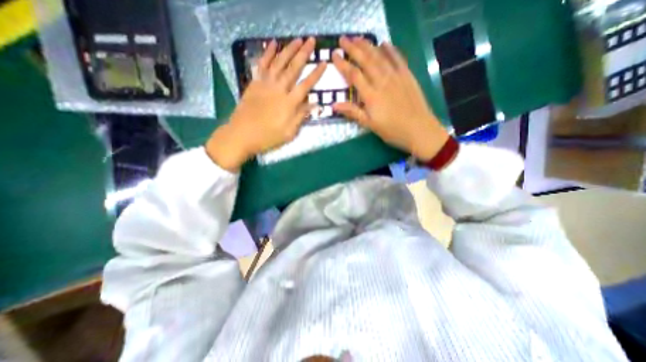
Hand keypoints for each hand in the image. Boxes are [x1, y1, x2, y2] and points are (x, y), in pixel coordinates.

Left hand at [207, 36, 328, 169]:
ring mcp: (265, 84)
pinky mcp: (254, 83)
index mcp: (289, 103)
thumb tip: (315, 105)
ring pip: (278, 62)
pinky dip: (267, 53)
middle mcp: (279, 89)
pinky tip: (273, 44)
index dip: (315, 74)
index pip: (306, 85)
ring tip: (297, 39)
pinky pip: (262, 65)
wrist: (242, 134)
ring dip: (288, 50)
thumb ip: (301, 116)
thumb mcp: (289, 132)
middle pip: (293, 68)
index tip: (323, 63)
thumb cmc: (268, 137)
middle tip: (311, 41)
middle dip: (303, 54)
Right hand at [333, 37, 449, 160]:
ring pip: (380, 56)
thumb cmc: (392, 130)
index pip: (354, 75)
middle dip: (353, 48)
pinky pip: (398, 58)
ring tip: (358, 38)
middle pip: (366, 60)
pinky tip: (384, 44)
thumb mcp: (370, 125)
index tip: (334, 55)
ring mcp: (396, 76)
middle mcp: (382, 81)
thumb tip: (333, 105)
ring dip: (368, 46)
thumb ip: (353, 112)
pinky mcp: (407, 76)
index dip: (343, 64)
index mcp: (371, 95)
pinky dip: (390, 50)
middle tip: (343, 39)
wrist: (419, 129)